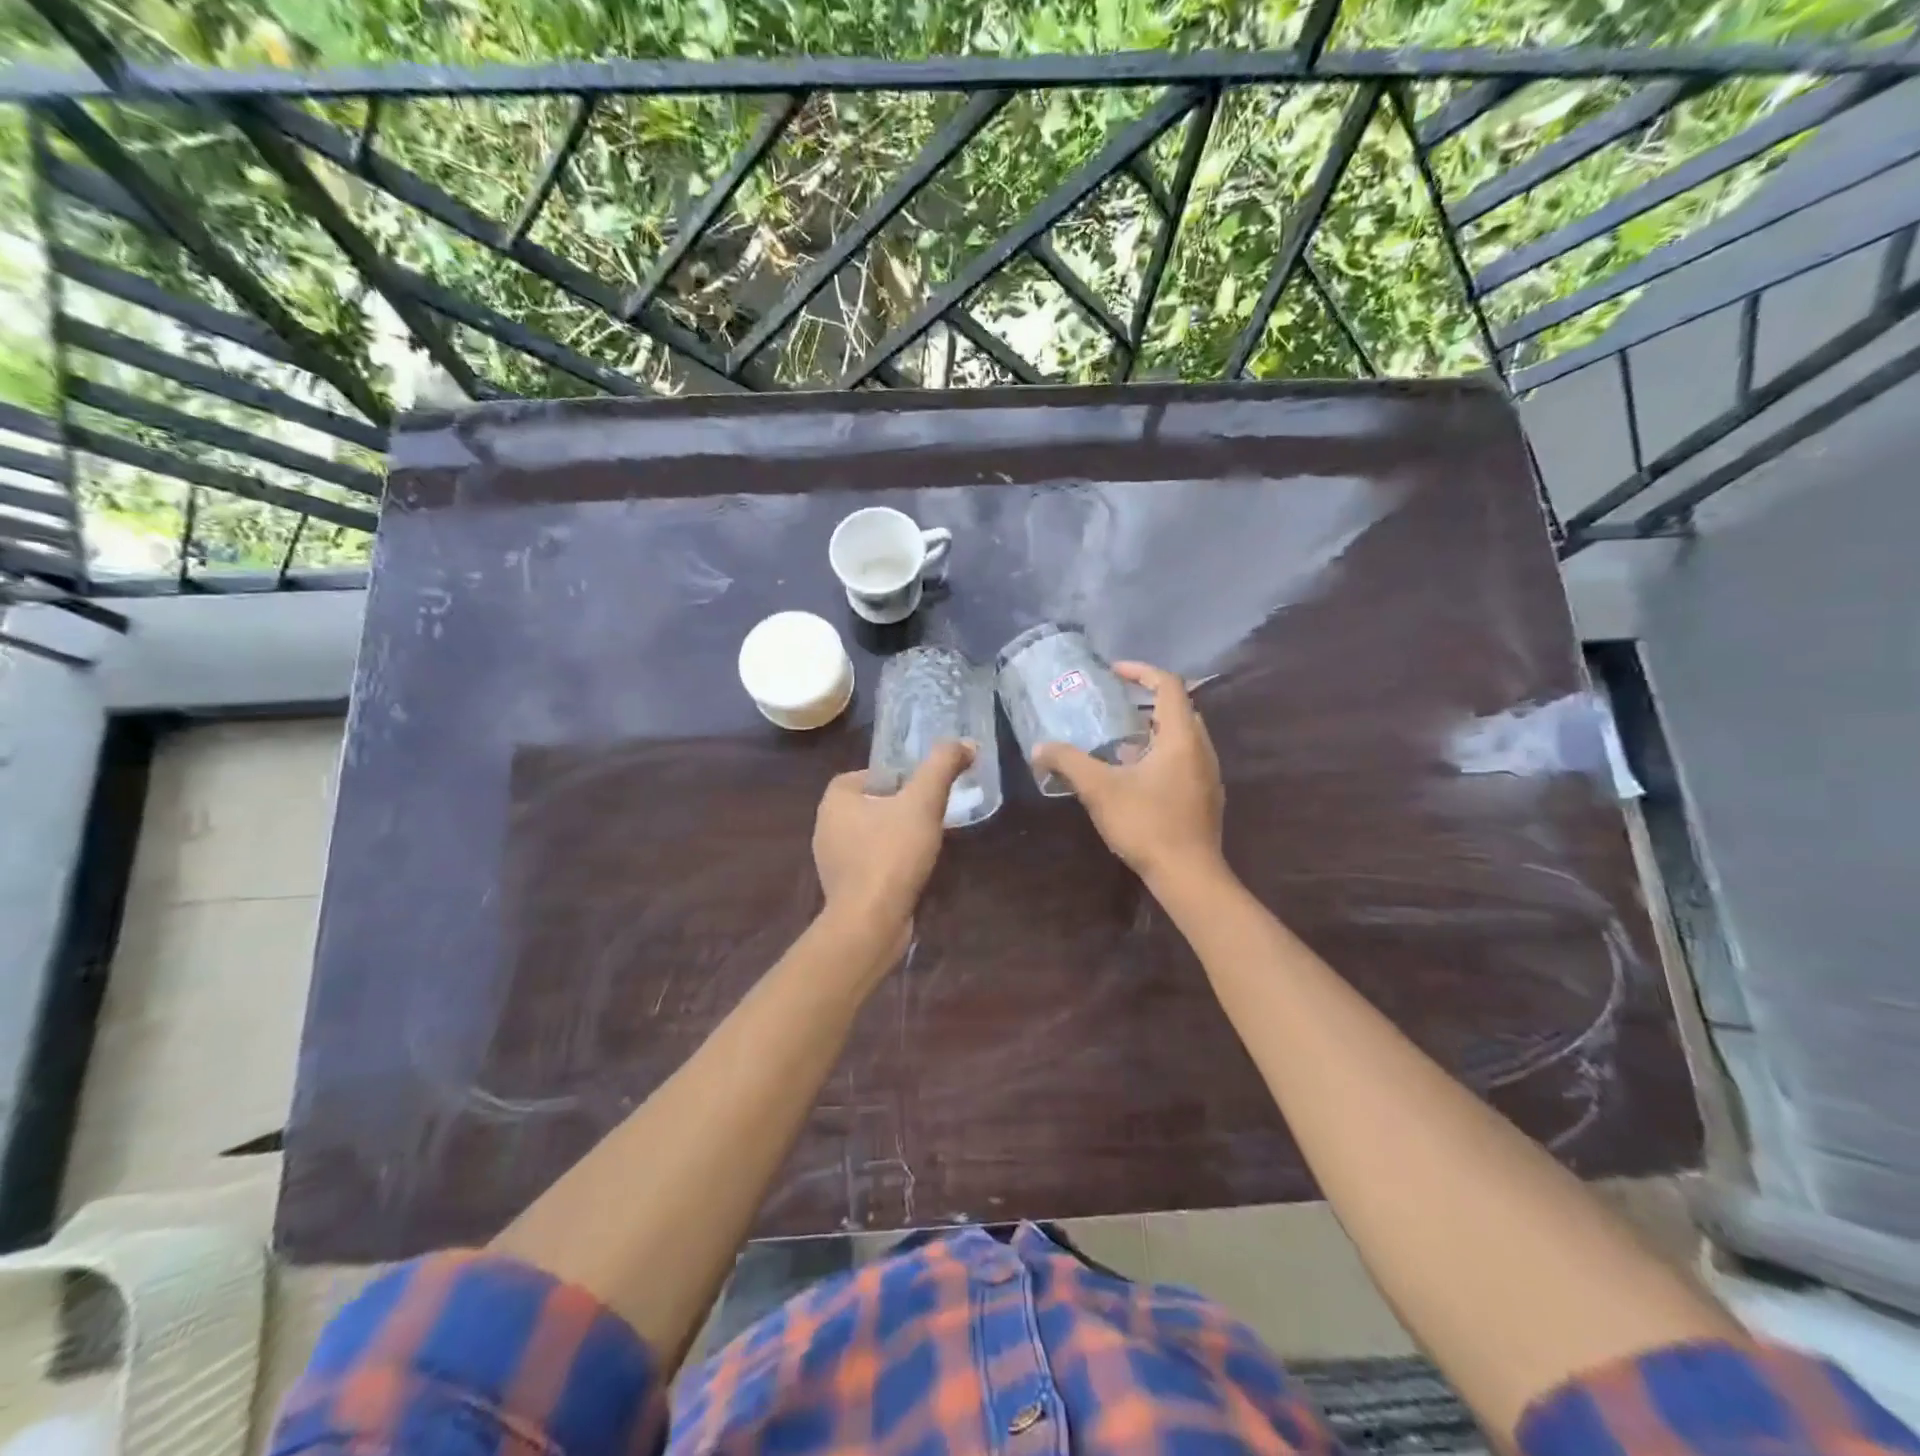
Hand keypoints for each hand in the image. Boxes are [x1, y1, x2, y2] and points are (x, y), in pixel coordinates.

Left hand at [813, 740, 973, 930]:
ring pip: (871, 835)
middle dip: (900, 806)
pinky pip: (870, 863)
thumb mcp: (923, 801)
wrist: (870, 922)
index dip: (898, 777)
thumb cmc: (891, 853)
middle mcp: (826, 826)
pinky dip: (890, 862)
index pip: (868, 774)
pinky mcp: (843, 888)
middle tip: (931, 812)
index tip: (924, 788)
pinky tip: (913, 870)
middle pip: (871, 804)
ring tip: (927, 840)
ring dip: (896, 835)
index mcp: (835, 799)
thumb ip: (942, 766)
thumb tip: (966, 743)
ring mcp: (832, 860)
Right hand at [1032, 661, 1224, 885]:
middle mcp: (1201, 749)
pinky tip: (1134, 777)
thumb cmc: (1146, 824)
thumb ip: (1068, 762)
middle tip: (1113, 707)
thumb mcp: (1099, 789)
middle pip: (1178, 709)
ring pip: (1181, 737)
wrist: (1188, 875)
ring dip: (1152, 731)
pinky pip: (1184, 760)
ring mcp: (1208, 774)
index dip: (1140, 672)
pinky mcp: (1206, 797)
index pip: (1168, 685)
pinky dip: (1160, 755)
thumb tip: (1039, 748)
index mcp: (1181, 737)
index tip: (1113, 673)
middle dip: (1145, 702)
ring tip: (1118, 742)